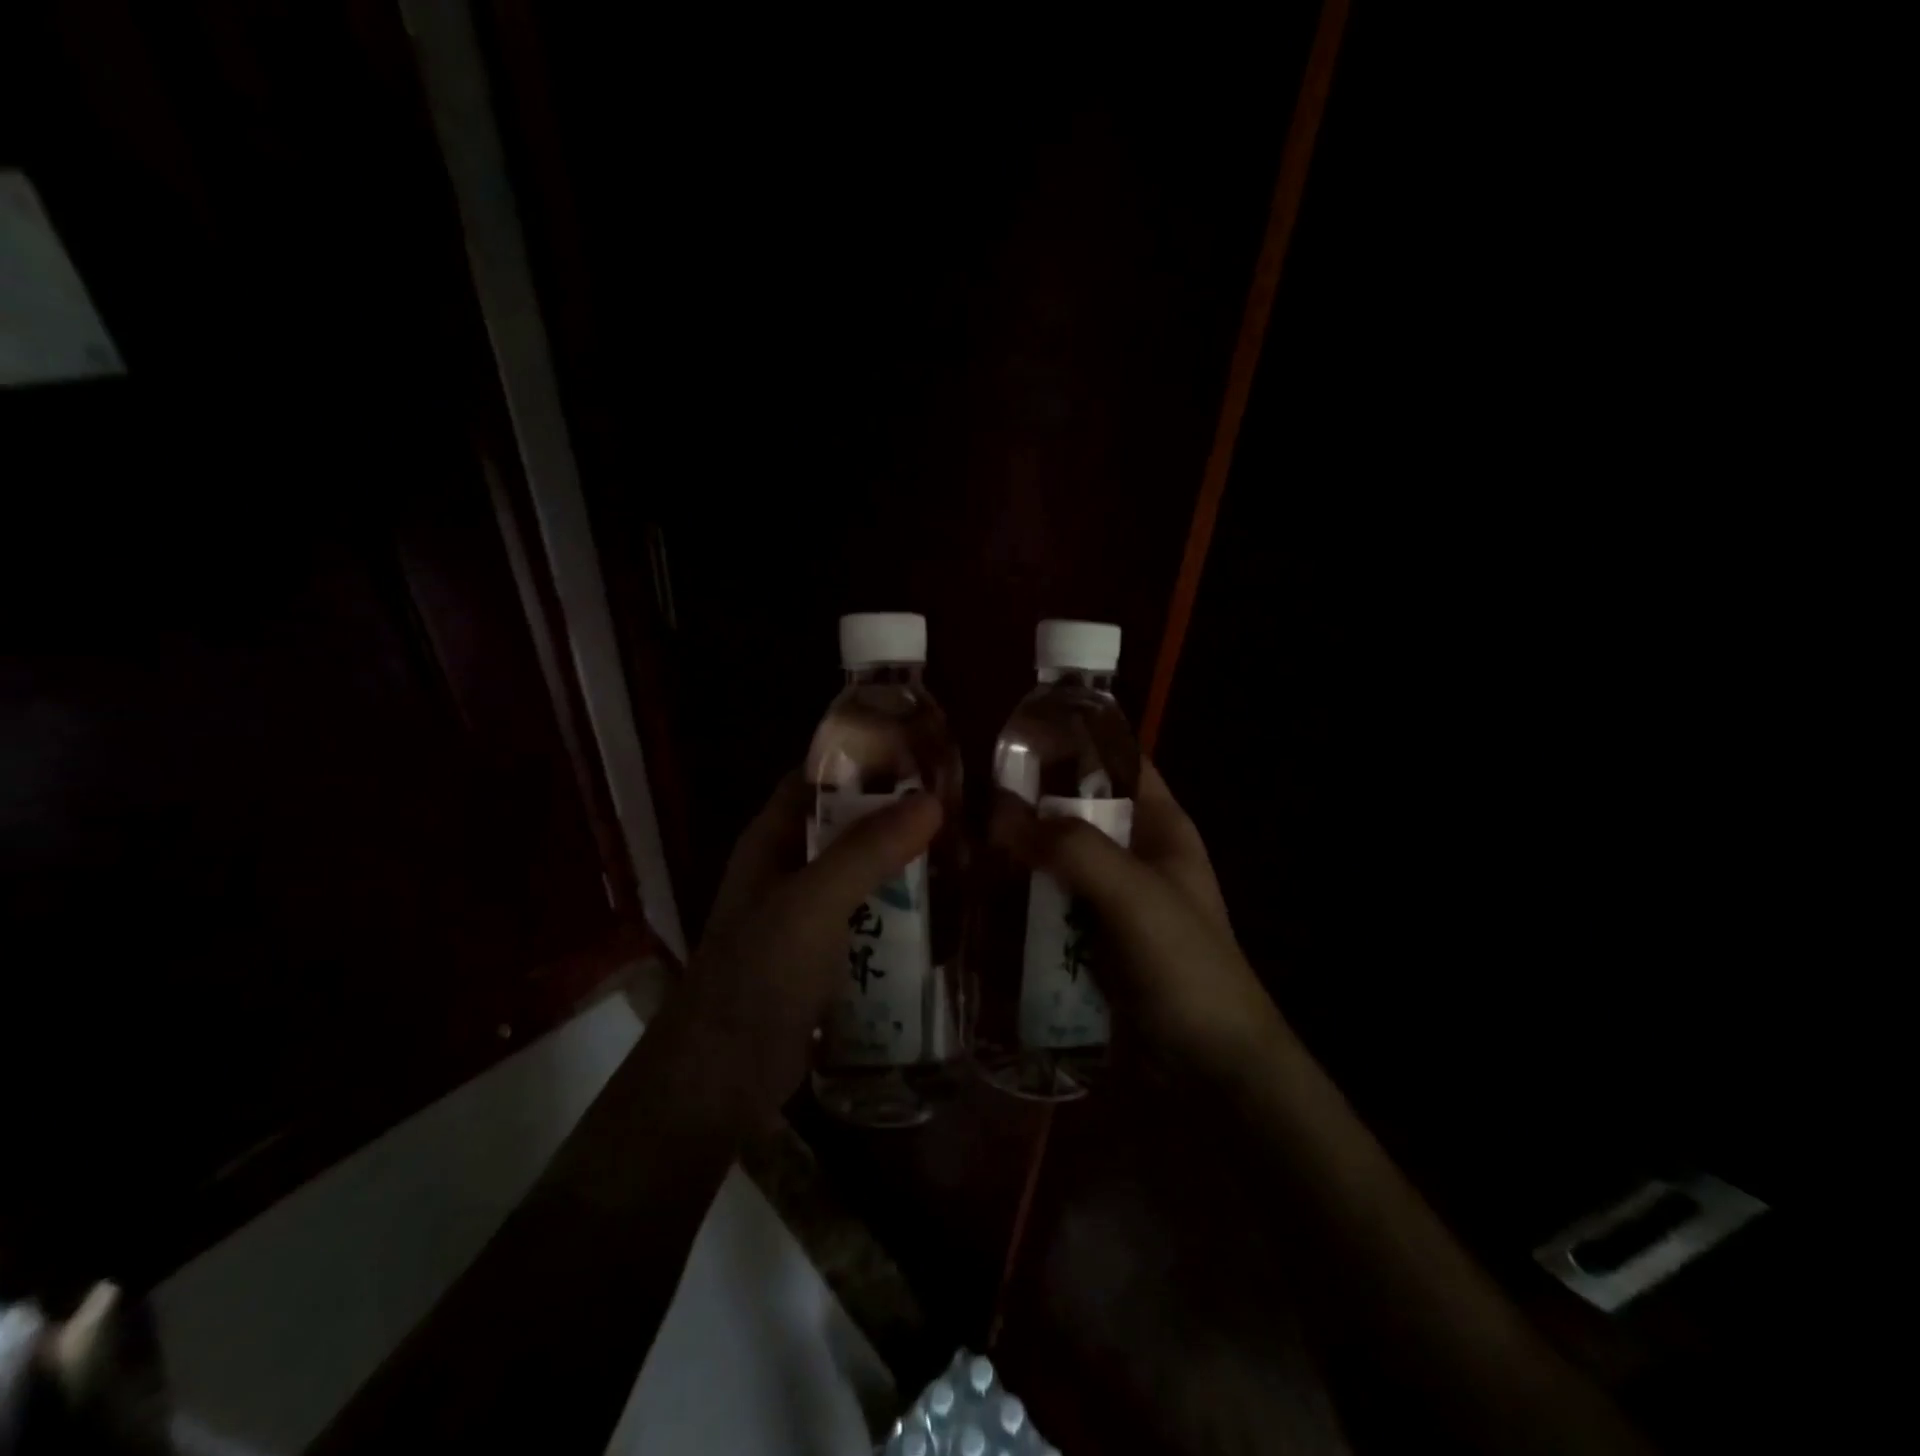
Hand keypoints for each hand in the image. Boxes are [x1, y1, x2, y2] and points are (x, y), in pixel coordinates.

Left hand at [681, 774, 942, 1117]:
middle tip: (958, 812)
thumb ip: (868, 851)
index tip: (921, 758)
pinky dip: (896, 915)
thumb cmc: (759, 974)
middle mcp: (786, 871)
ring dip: (901, 869)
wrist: (723, 1078)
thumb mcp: (814, 903)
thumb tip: (931, 800)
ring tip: (963, 858)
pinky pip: (865, 922)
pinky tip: (941, 918)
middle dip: (894, 819)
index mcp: (771, 841)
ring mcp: (803, 918)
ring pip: (859, 877)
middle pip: (844, 827)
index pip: (816, 779)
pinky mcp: (821, 960)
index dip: (862, 762)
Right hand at [990, 761, 1281, 1085]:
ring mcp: (1112, 897)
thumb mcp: (1135, 896)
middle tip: (967, 797)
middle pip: (1078, 809)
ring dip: (1019, 852)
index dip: (1071, 741)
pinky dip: (1022, 896)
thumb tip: (1000, 813)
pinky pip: (1050, 902)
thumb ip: (1073, 848)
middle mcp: (1135, 852)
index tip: (1011, 736)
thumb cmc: (1186, 966)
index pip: (1116, 760)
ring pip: (1058, 857)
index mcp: (1161, 825)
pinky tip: (980, 893)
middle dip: (1030, 802)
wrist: (1211, 1068)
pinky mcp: (1091, 937)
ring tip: (960, 841)